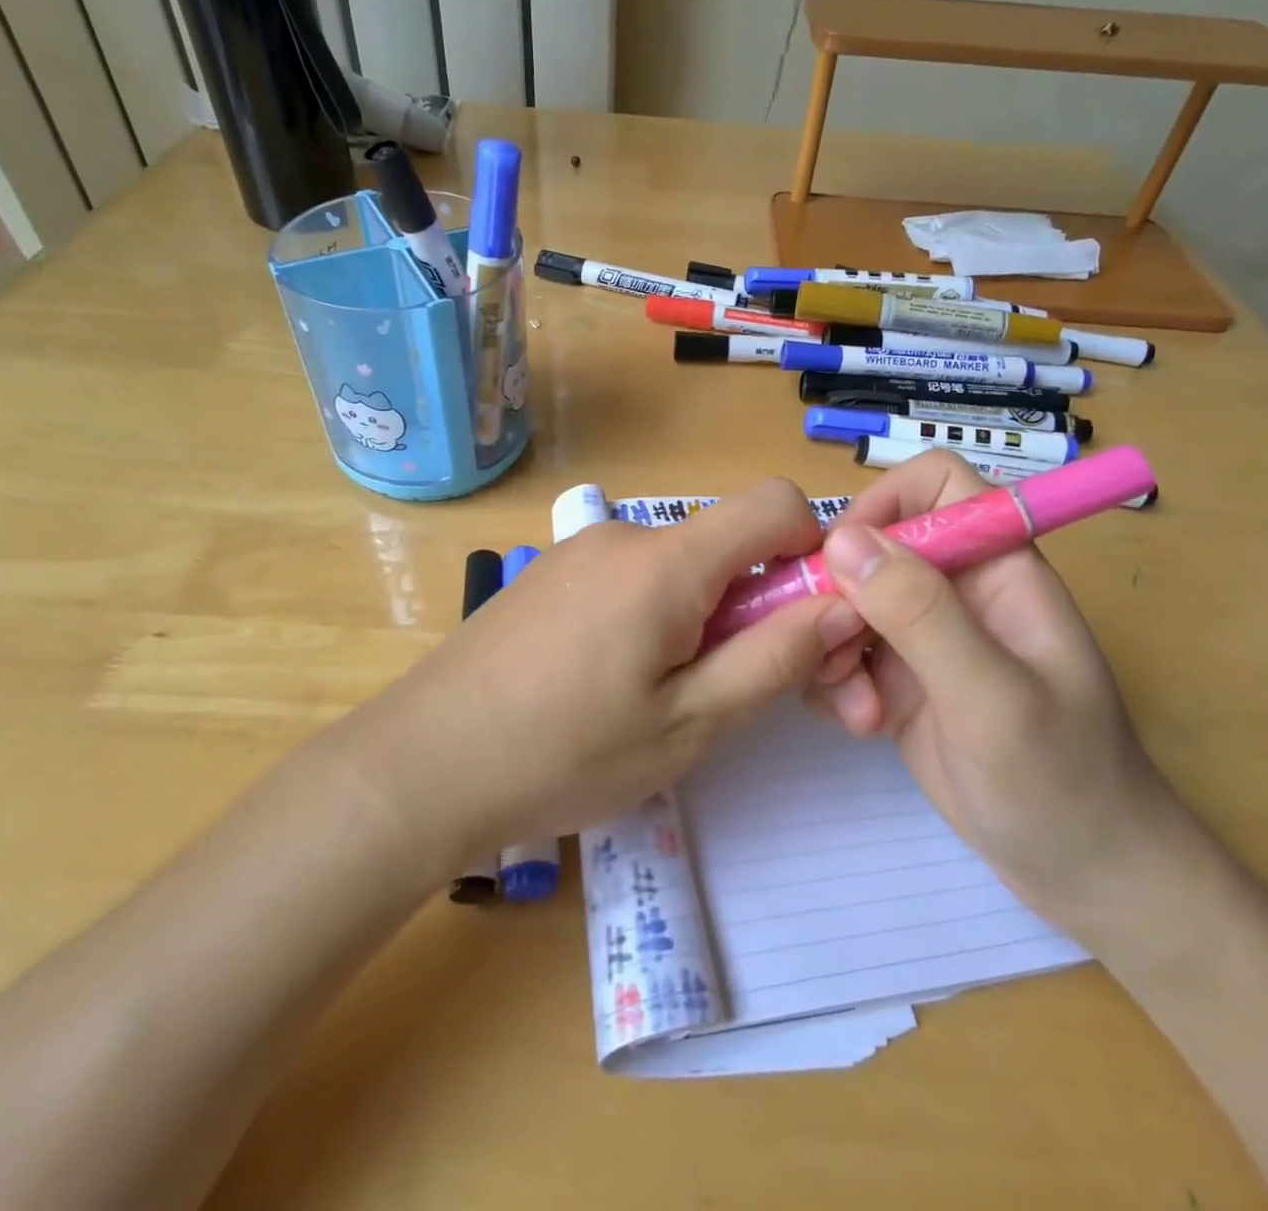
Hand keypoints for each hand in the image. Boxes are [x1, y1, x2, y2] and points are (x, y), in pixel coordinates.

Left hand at [357, 478, 860, 866]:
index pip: (774, 502)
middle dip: (755, 600)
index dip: (812, 549)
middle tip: (731, 686)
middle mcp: (623, 535)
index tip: (806, 618)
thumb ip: (776, 658)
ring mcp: (579, 551)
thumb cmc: (563, 754)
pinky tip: (612, 681)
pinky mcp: (550, 575)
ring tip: (662, 696)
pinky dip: (654, 614)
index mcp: (666, 561)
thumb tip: (846, 605)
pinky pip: (631, 576)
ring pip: (678, 563)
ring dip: (701, 615)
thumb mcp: (689, 723)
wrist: (421, 765)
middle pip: (725, 541)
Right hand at [810, 450, 1182, 928]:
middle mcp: (956, 589)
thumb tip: (843, 538)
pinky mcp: (899, 677)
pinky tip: (860, 724)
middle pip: (872, 545)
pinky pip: (842, 649)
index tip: (842, 560)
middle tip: (837, 655)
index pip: (935, 485)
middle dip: (840, 595)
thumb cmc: (1062, 781)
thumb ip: (920, 614)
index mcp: (998, 567)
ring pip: (846, 600)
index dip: (884, 504)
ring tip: (858, 708)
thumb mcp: (992, 698)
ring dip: (832, 647)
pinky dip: (835, 680)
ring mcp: (924, 635)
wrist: (1082, 875)